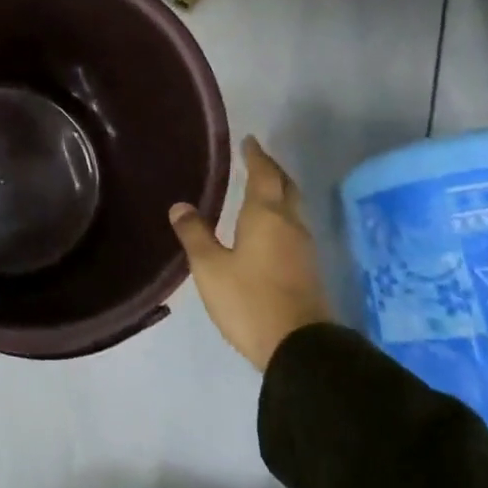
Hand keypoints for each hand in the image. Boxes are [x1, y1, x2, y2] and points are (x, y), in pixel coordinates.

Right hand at [169, 136, 331, 370]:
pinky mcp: (308, 269)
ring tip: (261, 188)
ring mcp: (304, 248)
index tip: (249, 140)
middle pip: (285, 187)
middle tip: (256, 159)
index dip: (256, 156)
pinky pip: (293, 228)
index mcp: (266, 216)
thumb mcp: (210, 267)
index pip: (263, 174)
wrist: (299, 347)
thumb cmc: (249, 300)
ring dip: (279, 193)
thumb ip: (195, 234)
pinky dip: (281, 216)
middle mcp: (290, 225)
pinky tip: (268, 227)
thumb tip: (180, 206)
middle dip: (272, 170)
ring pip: (293, 208)